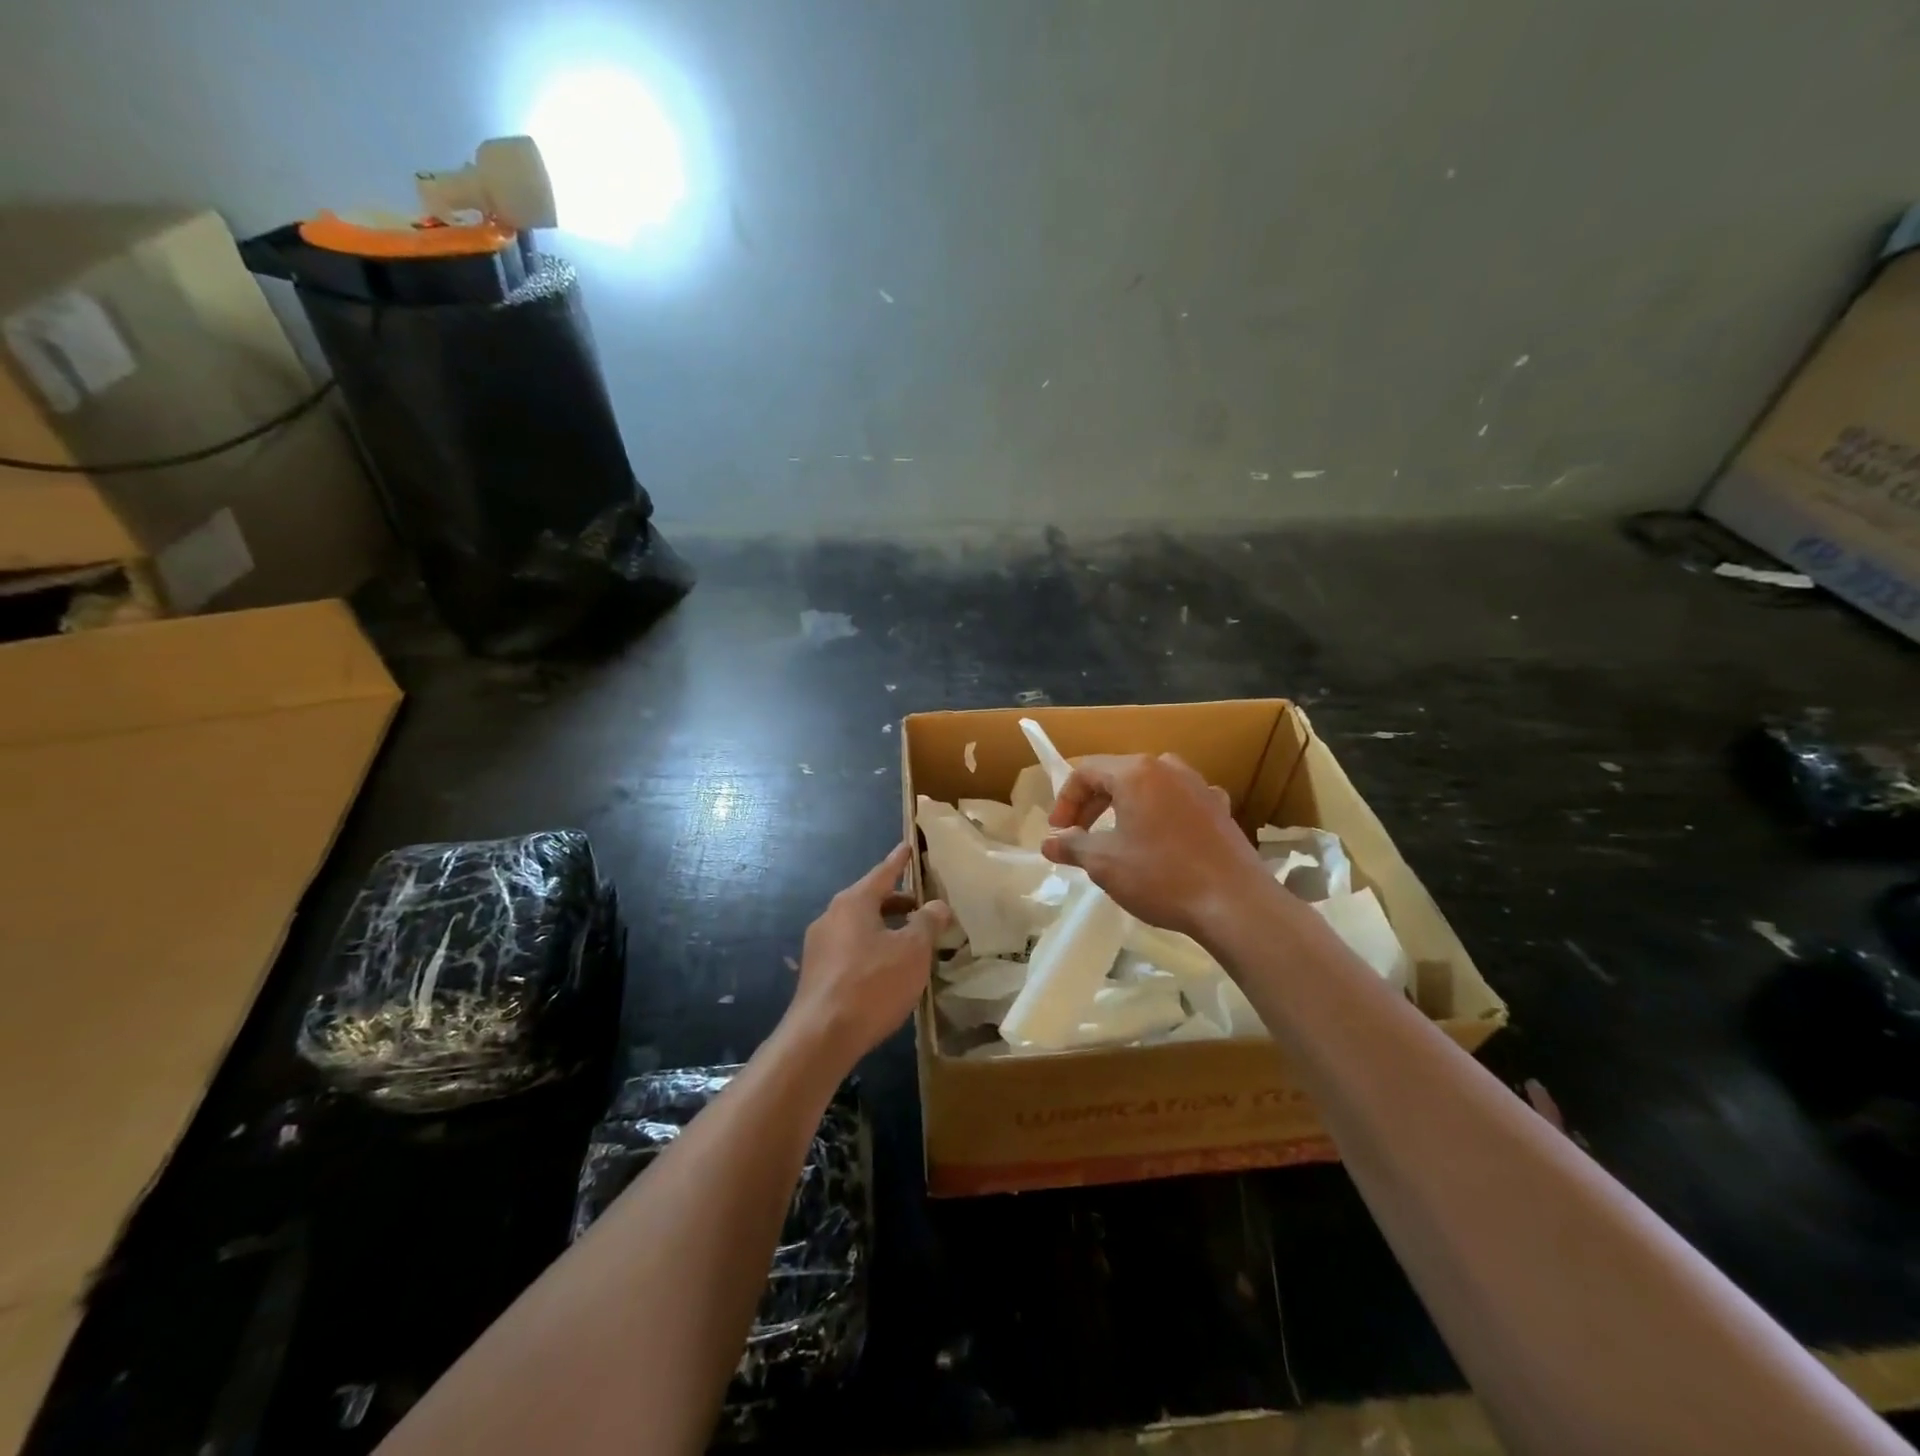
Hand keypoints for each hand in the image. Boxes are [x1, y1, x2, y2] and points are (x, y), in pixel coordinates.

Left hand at [787, 843, 951, 1069]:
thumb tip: (937, 905)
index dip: (899, 861)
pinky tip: (888, 969)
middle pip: (870, 900)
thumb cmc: (872, 984)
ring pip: (860, 926)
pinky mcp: (817, 973)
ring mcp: (819, 946)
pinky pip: (850, 949)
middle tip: (922, 906)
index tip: (907, 846)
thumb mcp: (912, 951)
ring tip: (911, 941)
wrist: (820, 1037)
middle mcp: (832, 916)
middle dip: (897, 901)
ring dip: (886, 928)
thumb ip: (927, 923)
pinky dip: (872, 948)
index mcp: (854, 902)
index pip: (882, 873)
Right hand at [1041, 753, 1271, 939]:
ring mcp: (1199, 786)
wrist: (1235, 903)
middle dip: (1092, 804)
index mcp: (1137, 772)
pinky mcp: (1220, 809)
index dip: (1065, 800)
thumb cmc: (1161, 876)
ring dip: (1125, 807)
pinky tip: (1160, 840)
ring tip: (1115, 837)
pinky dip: (1159, 814)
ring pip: (1149, 786)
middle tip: (1078, 835)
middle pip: (1118, 774)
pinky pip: (1178, 801)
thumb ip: (1072, 846)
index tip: (1058, 832)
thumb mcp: (1104, 863)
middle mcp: (1169, 768)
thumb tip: (1049, 843)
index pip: (1086, 771)